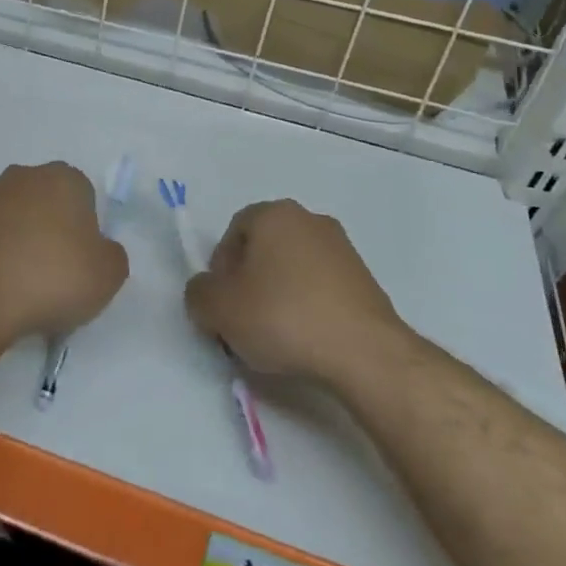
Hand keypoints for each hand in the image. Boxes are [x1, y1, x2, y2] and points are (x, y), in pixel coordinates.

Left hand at [0, 163, 128, 337]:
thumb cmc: (53, 277)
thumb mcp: (108, 274)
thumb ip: (112, 254)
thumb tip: (99, 249)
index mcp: (62, 177)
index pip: (84, 196)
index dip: (87, 230)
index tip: (83, 261)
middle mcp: (23, 177)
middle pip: (47, 203)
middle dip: (52, 231)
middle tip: (57, 273)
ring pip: (15, 219)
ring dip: (21, 242)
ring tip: (25, 286)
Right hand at [184, 200, 403, 383]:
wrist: (365, 353)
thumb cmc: (283, 317)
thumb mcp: (218, 308)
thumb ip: (198, 293)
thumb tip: (206, 293)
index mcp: (273, 213)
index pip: (232, 232)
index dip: (220, 270)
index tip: (223, 305)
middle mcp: (309, 219)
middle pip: (264, 249)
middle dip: (250, 281)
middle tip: (244, 320)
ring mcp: (343, 249)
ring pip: (293, 269)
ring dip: (280, 295)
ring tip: (277, 336)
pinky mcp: (366, 281)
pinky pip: (322, 288)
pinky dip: (309, 308)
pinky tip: (307, 340)